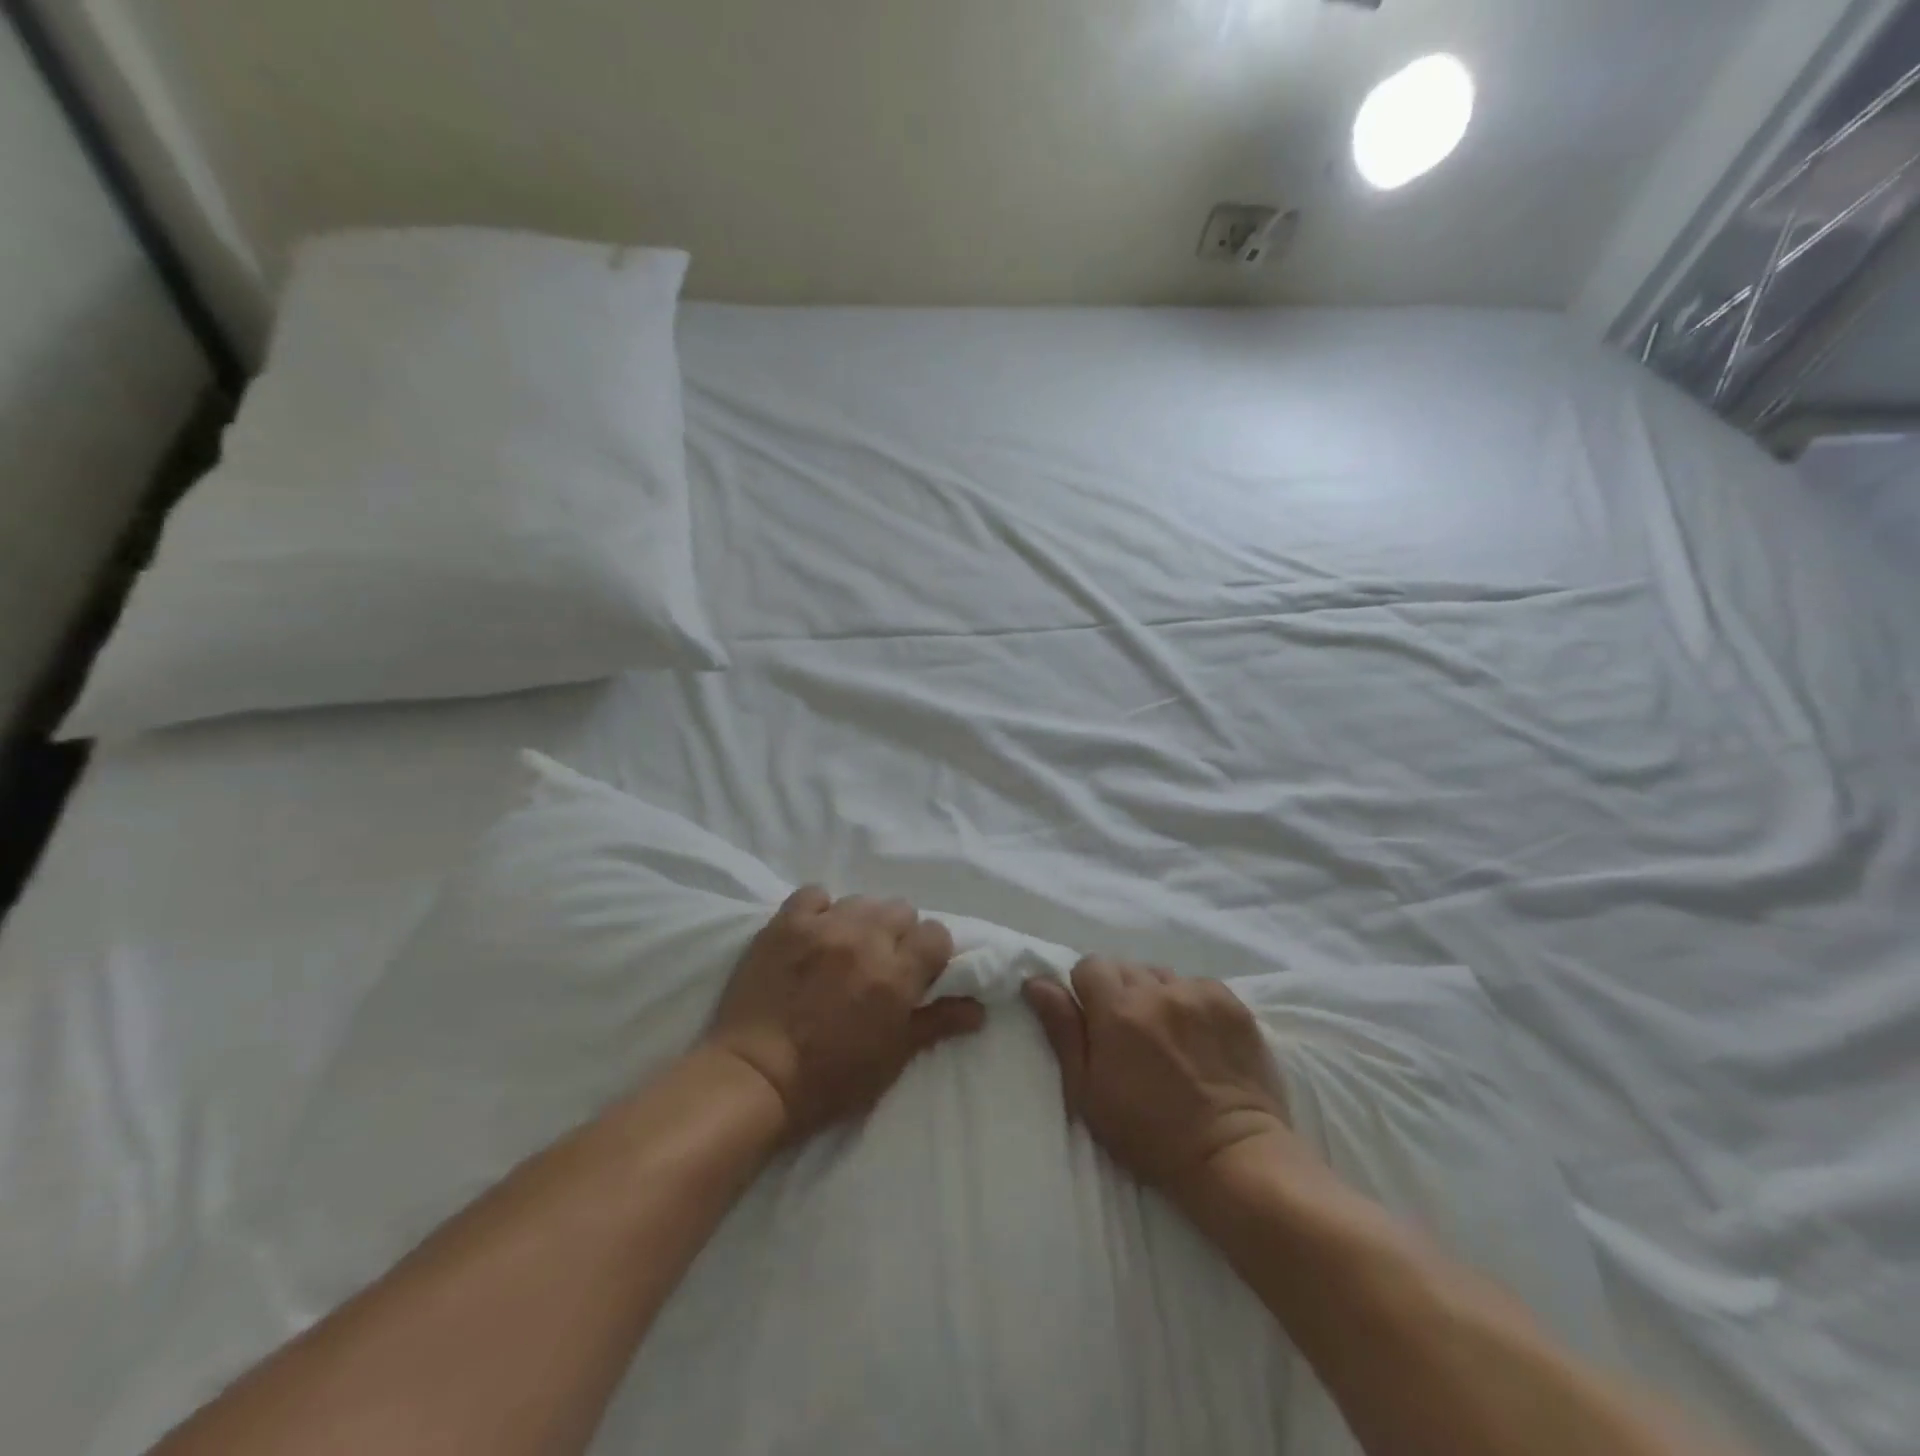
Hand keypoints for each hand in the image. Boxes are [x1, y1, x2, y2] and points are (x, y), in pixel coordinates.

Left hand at [705, 887, 983, 1140]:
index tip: (918, 972)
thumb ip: (937, 1023)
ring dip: (862, 921)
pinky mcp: (786, 922)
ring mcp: (824, 926)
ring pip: (862, 901)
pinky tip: (814, 933)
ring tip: (844, 948)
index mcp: (897, 976)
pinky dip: (820, 909)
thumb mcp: (892, 1059)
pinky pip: (815, 894)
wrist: (753, 1078)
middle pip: (901, 910)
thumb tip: (979, 1008)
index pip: (936, 934)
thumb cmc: (829, 1080)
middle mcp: (866, 941)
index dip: (931, 952)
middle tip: (880, 962)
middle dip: (898, 934)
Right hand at [1022, 958, 1301, 1196]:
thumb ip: (1062, 1030)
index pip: (1089, 965)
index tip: (1096, 1023)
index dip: (1087, 991)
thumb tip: (1035, 982)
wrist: (1233, 1156)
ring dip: (1155, 995)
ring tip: (1166, 1033)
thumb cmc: (1149, 1135)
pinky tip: (1197, 1035)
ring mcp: (1198, 993)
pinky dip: (1190, 1002)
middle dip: (1120, 993)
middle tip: (1130, 1034)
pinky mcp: (1232, 1003)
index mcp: (1117, 1011)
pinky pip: (1197, 985)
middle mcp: (1157, 991)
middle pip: (1125, 967)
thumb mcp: (1088, 1092)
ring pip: (1161, 974)